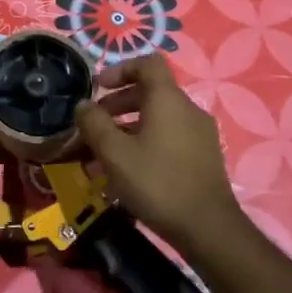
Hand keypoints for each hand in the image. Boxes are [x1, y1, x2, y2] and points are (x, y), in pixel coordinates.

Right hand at [74, 55, 244, 254]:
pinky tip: (128, 173)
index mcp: (168, 99)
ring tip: (104, 155)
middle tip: (94, 125)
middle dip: (118, 104)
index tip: (99, 87)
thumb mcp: (114, 153)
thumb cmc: (157, 182)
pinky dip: (146, 144)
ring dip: (128, 129)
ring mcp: (200, 134)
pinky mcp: (203, 157)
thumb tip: (83, 105)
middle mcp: (188, 109)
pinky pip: (169, 138)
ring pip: (158, 119)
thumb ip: (94, 124)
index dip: (120, 69)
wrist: (208, 228)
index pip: (147, 63)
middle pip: (150, 92)